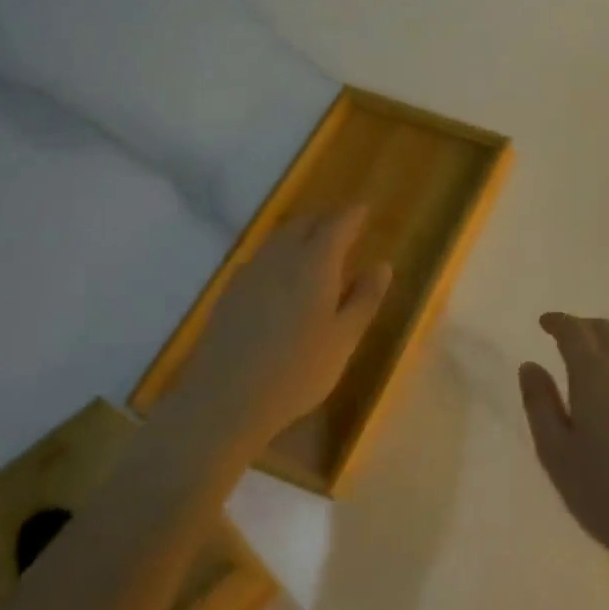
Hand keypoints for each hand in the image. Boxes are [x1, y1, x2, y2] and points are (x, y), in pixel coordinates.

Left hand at [177, 208, 391, 445]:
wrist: (226, 399)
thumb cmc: (299, 370)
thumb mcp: (345, 337)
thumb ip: (365, 298)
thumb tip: (382, 266)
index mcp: (314, 263)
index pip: (337, 224)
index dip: (353, 215)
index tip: (365, 210)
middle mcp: (280, 257)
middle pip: (304, 224)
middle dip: (326, 220)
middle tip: (344, 227)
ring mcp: (250, 272)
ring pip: (279, 238)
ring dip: (301, 234)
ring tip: (317, 246)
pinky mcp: (231, 292)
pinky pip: (263, 257)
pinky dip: (281, 254)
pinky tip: (285, 275)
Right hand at [519, 313, 608, 574]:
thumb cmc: (603, 491)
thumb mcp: (555, 452)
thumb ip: (539, 403)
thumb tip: (530, 366)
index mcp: (595, 373)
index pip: (574, 330)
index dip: (558, 322)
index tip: (545, 324)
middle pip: (606, 328)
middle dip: (583, 328)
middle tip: (566, 341)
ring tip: (599, 358)